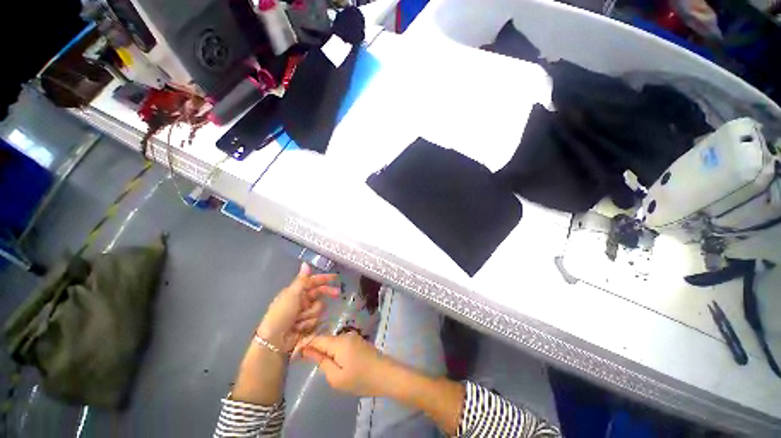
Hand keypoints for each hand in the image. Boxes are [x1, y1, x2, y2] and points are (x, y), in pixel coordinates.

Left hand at [257, 263, 339, 353]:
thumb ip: (302, 280)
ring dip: (311, 313)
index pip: (313, 281)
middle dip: (326, 294)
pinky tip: (300, 328)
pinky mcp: (307, 324)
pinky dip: (309, 323)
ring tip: (300, 320)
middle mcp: (301, 300)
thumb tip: (305, 263)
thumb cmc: (281, 314)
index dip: (324, 279)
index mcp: (296, 291)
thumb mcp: (291, 295)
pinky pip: (316, 319)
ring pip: (319, 307)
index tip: (335, 277)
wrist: (274, 341)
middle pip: (319, 293)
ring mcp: (304, 312)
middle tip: (337, 293)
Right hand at [298, 332, 393, 396]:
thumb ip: (321, 362)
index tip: (295, 355)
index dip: (305, 345)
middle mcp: (345, 335)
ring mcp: (353, 337)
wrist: (386, 374)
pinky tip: (335, 362)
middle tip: (306, 362)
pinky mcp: (358, 341)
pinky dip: (334, 351)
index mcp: (339, 342)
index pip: (317, 339)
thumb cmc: (360, 379)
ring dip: (325, 351)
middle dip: (315, 349)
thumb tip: (307, 351)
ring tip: (320, 364)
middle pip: (325, 340)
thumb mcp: (336, 377)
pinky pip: (341, 344)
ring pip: (333, 342)